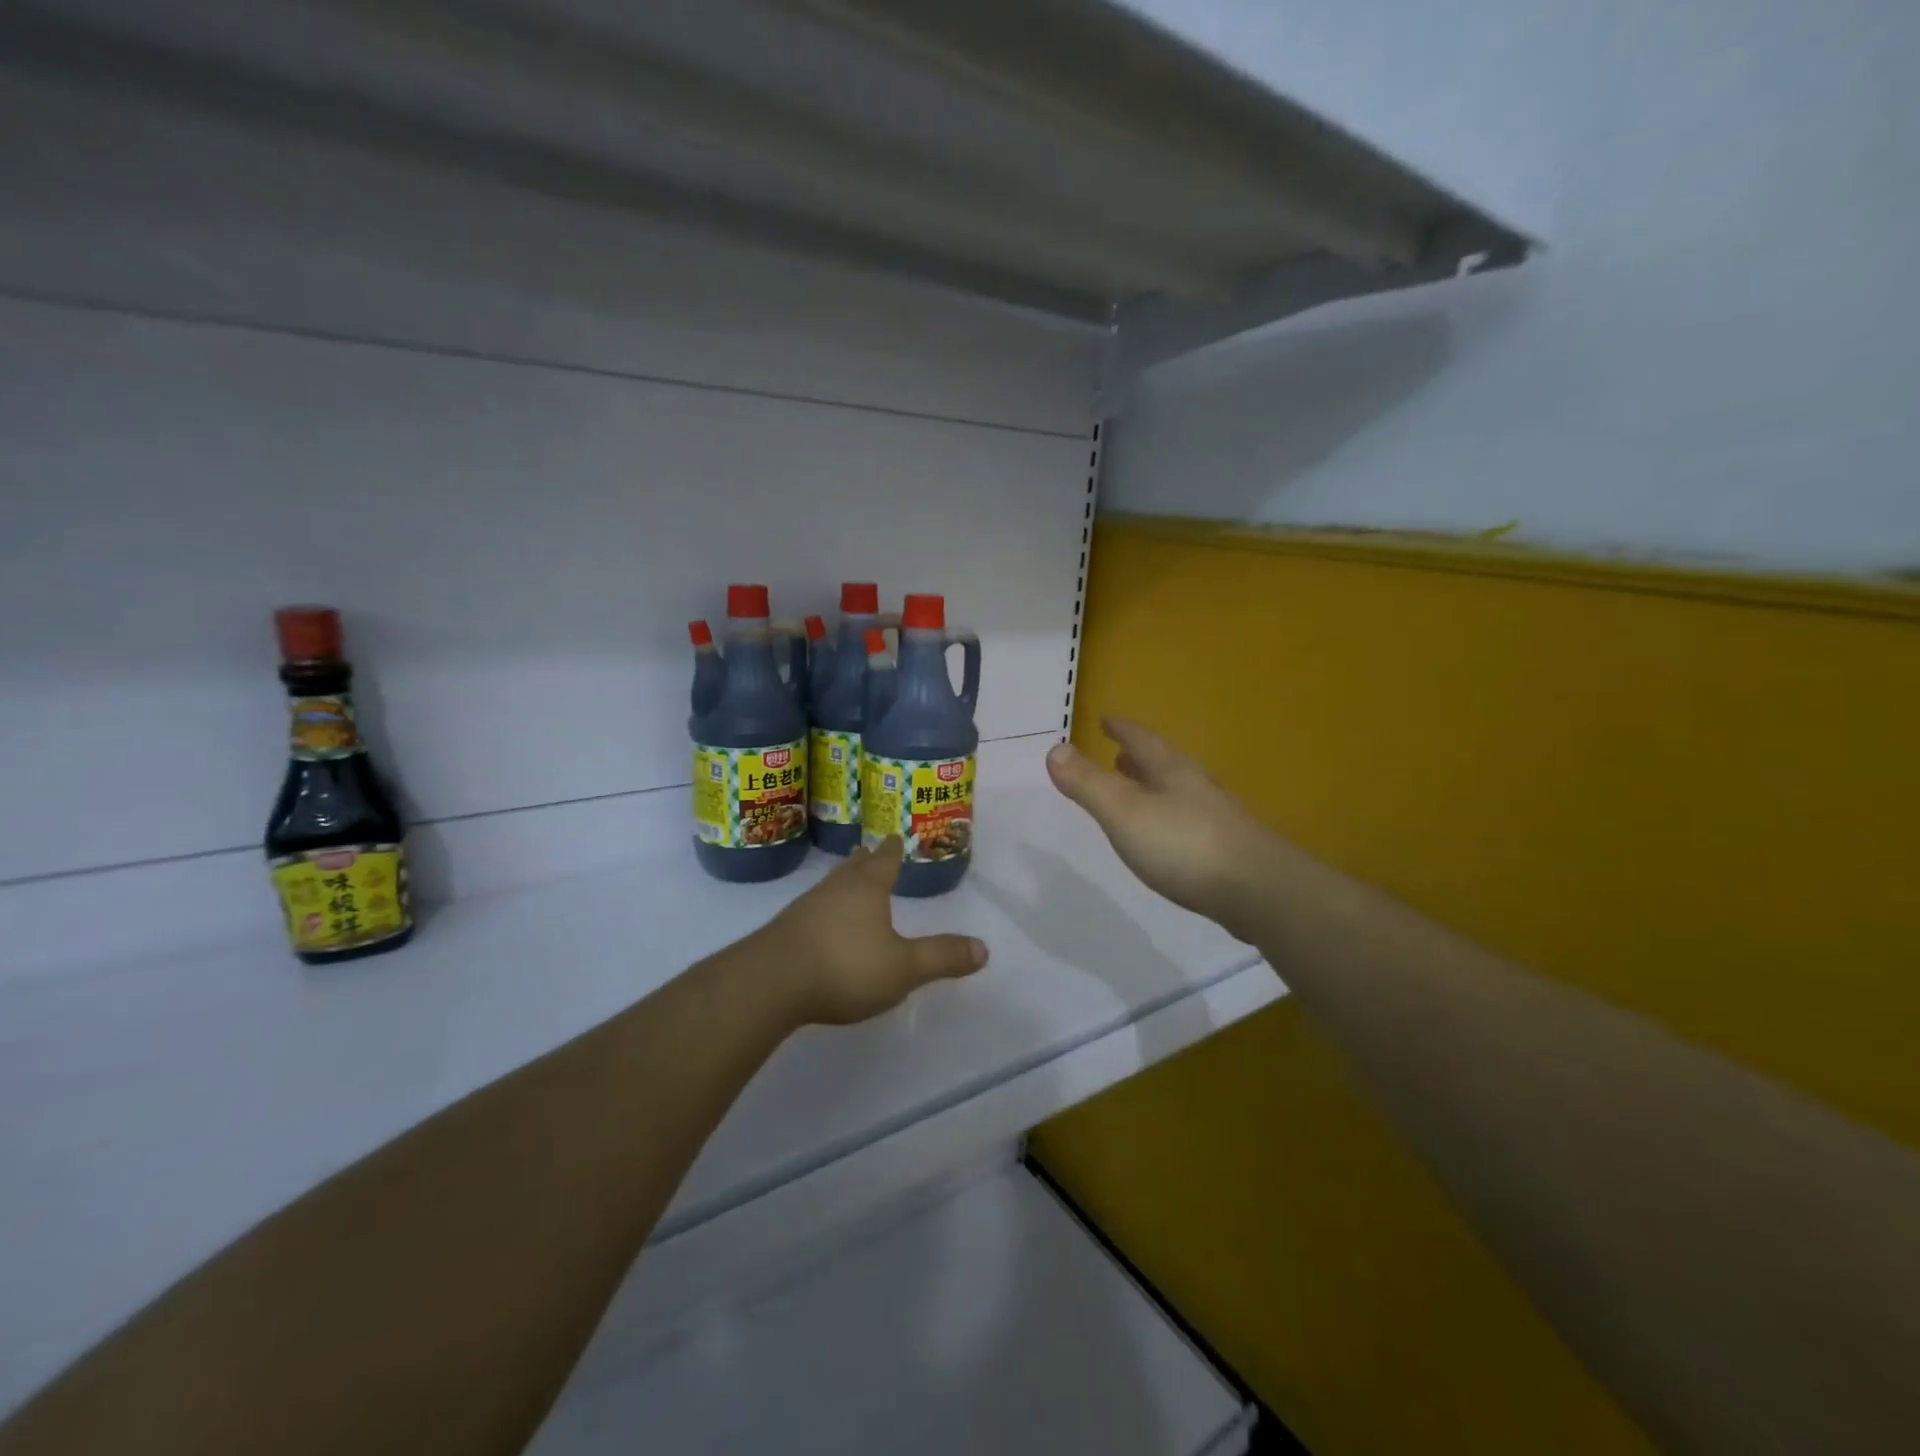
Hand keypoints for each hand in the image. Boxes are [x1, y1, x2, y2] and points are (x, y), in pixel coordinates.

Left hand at [755, 839, 988, 1025]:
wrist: (770, 983)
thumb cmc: (844, 966)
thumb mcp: (903, 968)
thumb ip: (942, 957)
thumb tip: (985, 948)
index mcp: (867, 889)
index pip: (884, 861)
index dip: (893, 850)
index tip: (895, 836)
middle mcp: (835, 889)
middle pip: (853, 868)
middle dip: (865, 861)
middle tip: (869, 851)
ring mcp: (804, 908)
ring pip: (829, 887)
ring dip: (841, 882)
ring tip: (847, 882)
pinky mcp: (783, 932)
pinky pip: (810, 911)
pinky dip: (822, 910)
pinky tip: (820, 924)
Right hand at [1047, 717, 1284, 941]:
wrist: (1258, 892)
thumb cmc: (1184, 845)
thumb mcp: (1124, 812)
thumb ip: (1088, 783)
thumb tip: (1054, 748)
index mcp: (1171, 773)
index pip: (1142, 741)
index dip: (1122, 730)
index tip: (1106, 719)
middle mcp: (1196, 789)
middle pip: (1164, 765)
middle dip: (1139, 759)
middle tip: (1120, 754)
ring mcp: (1216, 820)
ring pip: (1178, 794)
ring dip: (1155, 788)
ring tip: (1138, 790)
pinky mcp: (1227, 853)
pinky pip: (1189, 824)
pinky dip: (1169, 820)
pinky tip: (1167, 838)